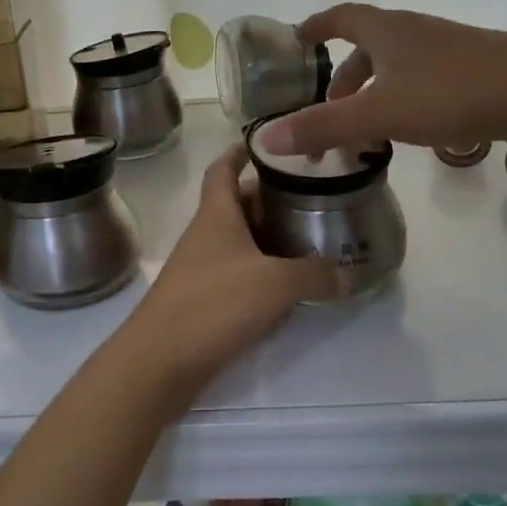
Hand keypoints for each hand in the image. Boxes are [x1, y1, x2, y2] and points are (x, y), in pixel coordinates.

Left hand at [110, 145, 345, 414]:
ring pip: (238, 241)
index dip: (242, 152)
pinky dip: (261, 271)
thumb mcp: (275, 284)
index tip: (269, 145)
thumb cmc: (213, 304)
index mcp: (216, 215)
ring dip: (268, 237)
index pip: (223, 169)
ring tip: (308, 238)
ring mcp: (200, 269)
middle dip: (270, 199)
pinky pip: (236, 273)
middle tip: (310, 197)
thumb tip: (347, 276)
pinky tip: (287, 284)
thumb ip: (314, 275)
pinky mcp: (202, 301)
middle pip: (236, 205)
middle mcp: (205, 235)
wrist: (159, 361)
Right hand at [253, 3, 506, 155]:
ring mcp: (447, 52)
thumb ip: (322, 127)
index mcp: (387, 31)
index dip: (317, 26)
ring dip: (374, 91)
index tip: (298, 38)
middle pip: (369, 45)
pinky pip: (423, 82)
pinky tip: (410, 130)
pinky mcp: (472, 73)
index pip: (341, 17)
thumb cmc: (451, 93)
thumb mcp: (378, 112)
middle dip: (344, 74)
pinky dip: (403, 100)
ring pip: (397, 66)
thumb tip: (263, 139)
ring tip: (364, 128)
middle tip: (328, 107)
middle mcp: (415, 33)